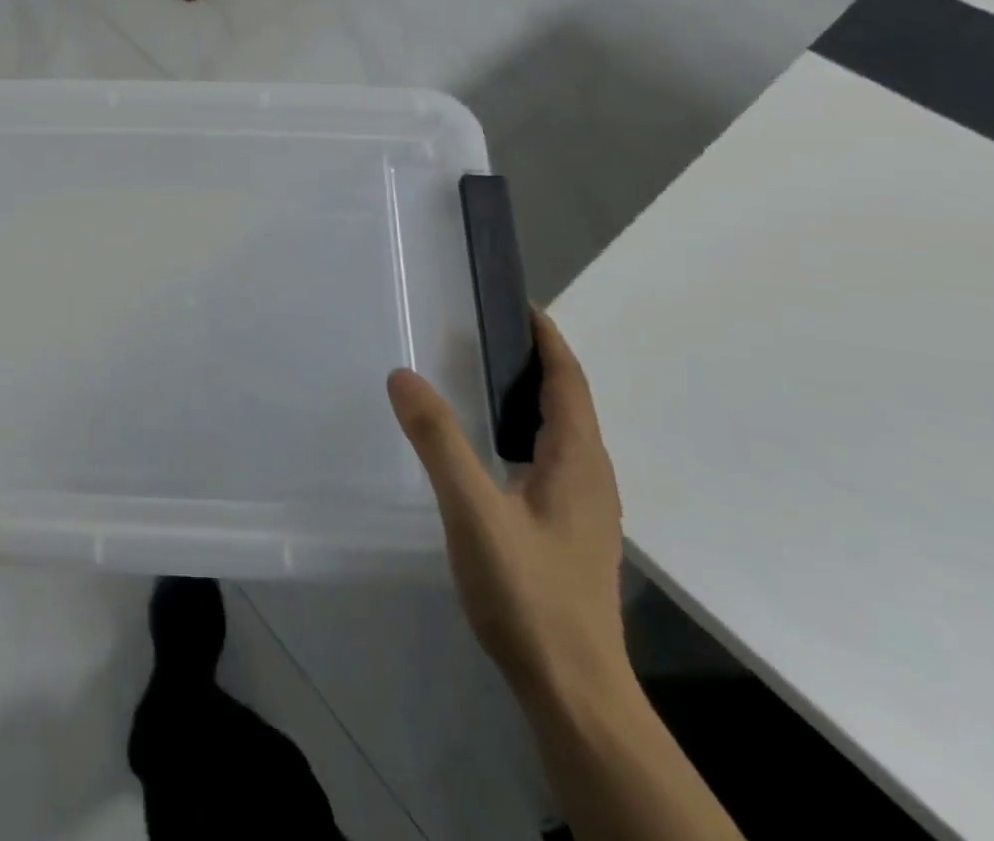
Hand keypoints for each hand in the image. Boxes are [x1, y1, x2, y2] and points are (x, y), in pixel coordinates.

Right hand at [387, 309, 628, 705]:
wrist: (573, 691)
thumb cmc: (529, 594)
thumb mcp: (474, 510)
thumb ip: (439, 440)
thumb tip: (403, 374)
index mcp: (578, 462)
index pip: (569, 382)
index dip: (548, 340)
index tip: (518, 303)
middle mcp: (590, 478)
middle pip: (568, 403)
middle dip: (534, 362)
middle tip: (481, 332)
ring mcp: (582, 509)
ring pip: (559, 434)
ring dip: (529, 397)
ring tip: (479, 378)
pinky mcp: (568, 533)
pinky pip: (549, 460)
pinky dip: (522, 431)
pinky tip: (488, 448)